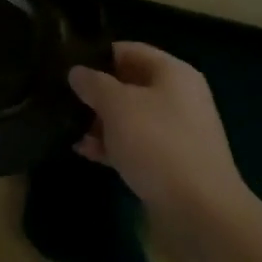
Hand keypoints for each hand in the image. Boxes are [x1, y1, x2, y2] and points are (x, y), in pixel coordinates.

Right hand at [69, 43, 252, 218]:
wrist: (200, 211)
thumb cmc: (157, 144)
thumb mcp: (117, 105)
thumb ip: (93, 83)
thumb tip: (77, 72)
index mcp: (173, 73)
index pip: (128, 50)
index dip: (96, 56)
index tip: (66, 66)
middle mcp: (178, 97)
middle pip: (129, 84)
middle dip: (96, 93)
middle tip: (62, 100)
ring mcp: (177, 132)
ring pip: (130, 117)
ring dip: (100, 123)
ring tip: (68, 129)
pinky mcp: (171, 162)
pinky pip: (136, 144)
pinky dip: (112, 146)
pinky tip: (86, 153)